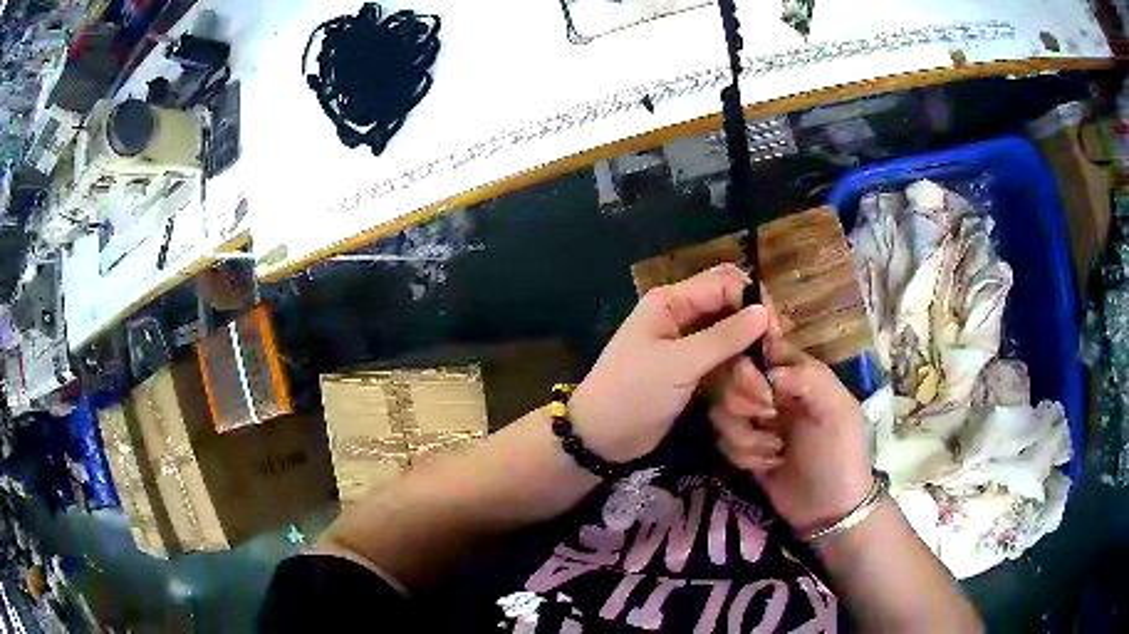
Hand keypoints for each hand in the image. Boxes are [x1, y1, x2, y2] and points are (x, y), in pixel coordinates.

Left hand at [569, 265, 768, 461]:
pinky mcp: (692, 373)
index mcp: (672, 302)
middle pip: (732, 312)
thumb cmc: (633, 392)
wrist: (601, 437)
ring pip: (731, 343)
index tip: (774, 334)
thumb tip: (764, 312)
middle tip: (772, 365)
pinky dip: (738, 379)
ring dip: (748, 365)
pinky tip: (749, 398)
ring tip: (760, 394)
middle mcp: (682, 317)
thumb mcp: (680, 363)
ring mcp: (687, 347)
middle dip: (754, 338)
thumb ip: (724, 337)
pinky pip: (724, 366)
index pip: (724, 283)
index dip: (753, 303)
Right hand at [710, 311, 872, 532]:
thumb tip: (766, 372)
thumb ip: (808, 378)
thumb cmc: (840, 454)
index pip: (760, 348)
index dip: (751, 365)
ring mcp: (756, 421)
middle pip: (730, 378)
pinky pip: (722, 440)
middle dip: (743, 403)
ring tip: (774, 451)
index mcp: (798, 374)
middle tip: (769, 421)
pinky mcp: (743, 448)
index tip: (764, 392)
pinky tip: (768, 466)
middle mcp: (772, 391)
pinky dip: (743, 455)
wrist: (828, 510)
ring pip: (721, 411)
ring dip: (744, 435)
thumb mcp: (838, 410)